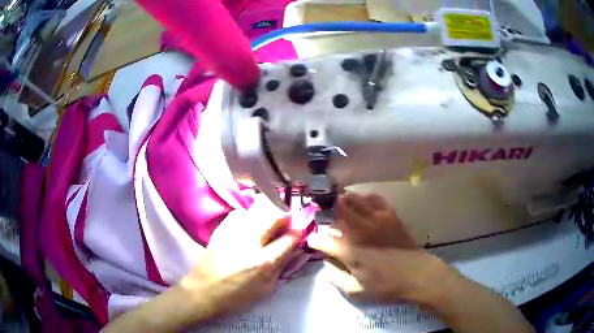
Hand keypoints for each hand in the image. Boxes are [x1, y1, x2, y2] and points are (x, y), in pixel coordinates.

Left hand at [179, 202, 300, 314]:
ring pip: (259, 211)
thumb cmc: (237, 294)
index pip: (290, 237)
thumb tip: (294, 248)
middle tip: (286, 226)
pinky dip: (250, 216)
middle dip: (285, 219)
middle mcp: (251, 241)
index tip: (301, 231)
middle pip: (275, 217)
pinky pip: (242, 213)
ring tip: (268, 226)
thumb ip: (283, 266)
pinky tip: (249, 226)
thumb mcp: (266, 288)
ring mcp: (234, 231)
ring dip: (268, 216)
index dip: (299, 232)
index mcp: (264, 261)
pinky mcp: (222, 227)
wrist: (204, 289)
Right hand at [307, 193, 455, 303]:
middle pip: (337, 211)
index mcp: (349, 252)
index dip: (314, 239)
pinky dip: (364, 197)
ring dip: (343, 199)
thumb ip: (335, 277)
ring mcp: (376, 219)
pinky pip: (373, 198)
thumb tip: (326, 263)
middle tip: (323, 212)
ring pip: (354, 200)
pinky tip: (362, 201)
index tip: (312, 240)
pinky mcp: (389, 214)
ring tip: (338, 201)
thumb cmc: (386, 285)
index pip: (323, 240)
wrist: (416, 273)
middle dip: (326, 210)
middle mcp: (359, 231)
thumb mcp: (356, 291)